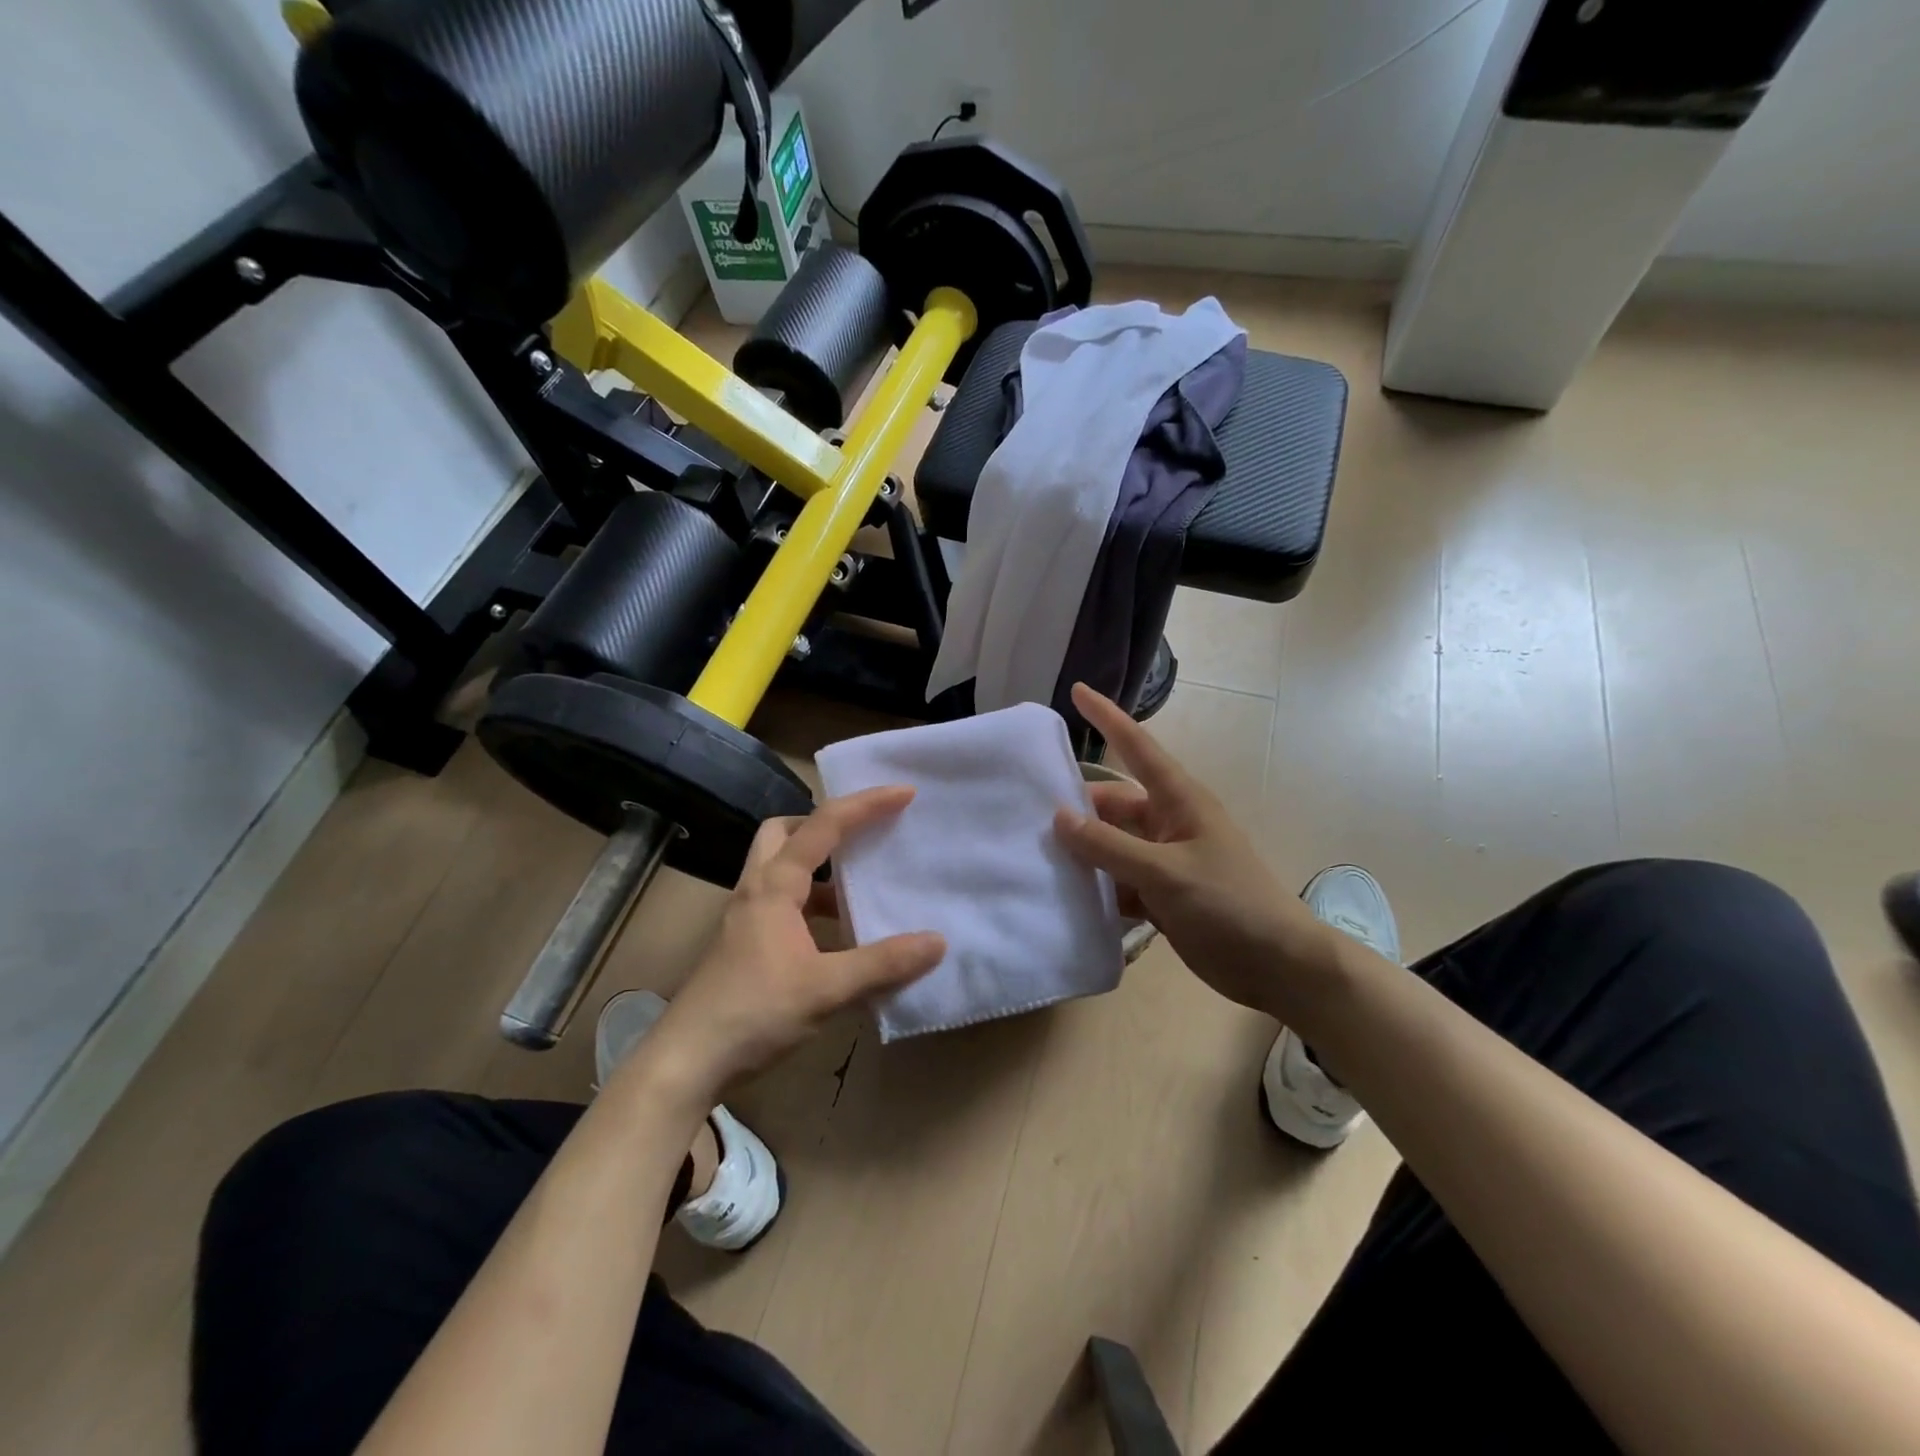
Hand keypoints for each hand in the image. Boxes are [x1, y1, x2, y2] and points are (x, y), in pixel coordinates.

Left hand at [638, 787, 944, 1102]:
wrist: (687, 1060)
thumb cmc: (753, 1012)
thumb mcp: (826, 989)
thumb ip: (883, 964)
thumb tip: (937, 942)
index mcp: (774, 886)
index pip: (824, 826)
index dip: (866, 804)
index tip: (904, 793)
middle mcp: (756, 889)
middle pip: (784, 832)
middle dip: (823, 823)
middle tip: (861, 833)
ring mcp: (746, 916)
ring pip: (780, 867)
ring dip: (818, 865)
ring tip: (858, 882)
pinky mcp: (745, 943)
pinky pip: (782, 901)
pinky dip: (811, 901)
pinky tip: (837, 932)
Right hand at [1055, 683, 1335, 1015]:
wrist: (1276, 965)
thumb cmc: (1229, 903)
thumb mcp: (1165, 872)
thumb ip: (1110, 846)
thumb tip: (1059, 818)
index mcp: (1179, 800)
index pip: (1137, 747)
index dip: (1107, 718)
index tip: (1076, 690)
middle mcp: (1168, 823)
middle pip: (1113, 806)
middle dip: (1077, 811)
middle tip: (1027, 819)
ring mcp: (1164, 861)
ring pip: (1111, 847)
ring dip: (1083, 855)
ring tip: (1036, 860)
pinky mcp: (1161, 895)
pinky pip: (1118, 882)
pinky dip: (1097, 889)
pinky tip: (1066, 900)